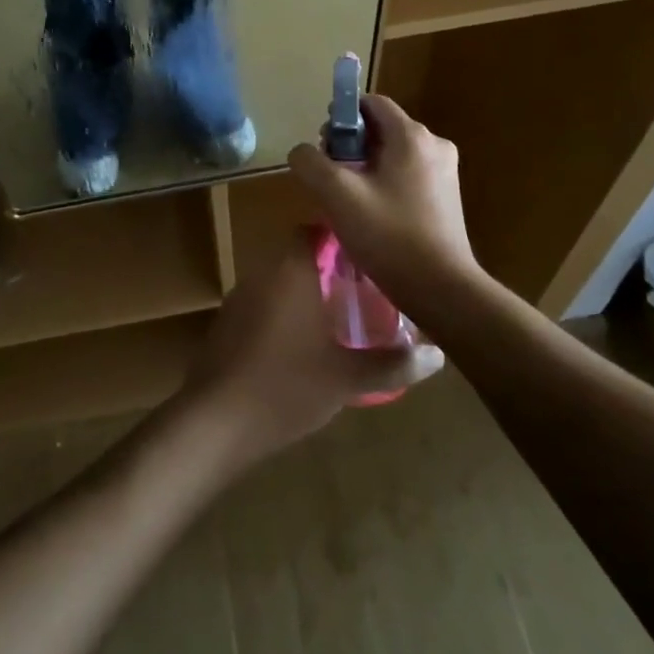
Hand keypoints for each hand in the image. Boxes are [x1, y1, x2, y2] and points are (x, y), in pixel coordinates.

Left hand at [184, 234, 443, 462]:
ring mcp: (239, 298)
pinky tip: (300, 346)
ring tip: (338, 320)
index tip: (368, 259)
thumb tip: (438, 355)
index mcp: (291, 271)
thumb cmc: (287, 387)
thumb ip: (393, 364)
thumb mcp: (347, 378)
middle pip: (297, 257)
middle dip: (328, 271)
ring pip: (279, 283)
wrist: (216, 422)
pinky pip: (262, 305)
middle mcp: (262, 273)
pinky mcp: (226, 324)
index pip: (313, 231)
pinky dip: (282, 315)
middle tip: (362, 293)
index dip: (341, 240)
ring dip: (304, 294)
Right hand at [285, 95, 482, 309]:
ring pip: (393, 154)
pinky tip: (371, 216)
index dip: (342, 116)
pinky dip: (385, 184)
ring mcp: (445, 172)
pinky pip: (407, 176)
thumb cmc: (389, 236)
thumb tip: (302, 152)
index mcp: (412, 136)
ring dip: (365, 168)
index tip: (324, 145)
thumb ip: (311, 164)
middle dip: (350, 145)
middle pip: (381, 128)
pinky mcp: (447, 198)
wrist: (442, 289)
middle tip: (330, 178)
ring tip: (347, 201)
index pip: (371, 103)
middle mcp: (435, 145)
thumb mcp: (337, 196)